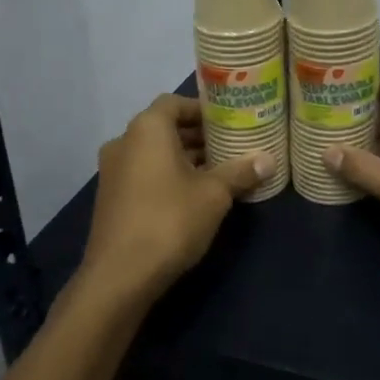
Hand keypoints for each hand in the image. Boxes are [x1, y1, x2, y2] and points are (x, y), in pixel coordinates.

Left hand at [81, 95, 270, 303]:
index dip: (202, 110)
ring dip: (184, 158)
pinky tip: (194, 196)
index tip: (229, 122)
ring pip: (154, 154)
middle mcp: (124, 142)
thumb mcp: (214, 195)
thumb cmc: (170, 221)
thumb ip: (240, 171)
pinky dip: (167, 176)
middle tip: (231, 146)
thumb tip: (268, 159)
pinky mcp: (111, 199)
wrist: (119, 277)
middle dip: (198, 136)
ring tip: (219, 172)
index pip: (175, 103)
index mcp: (147, 129)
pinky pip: (144, 174)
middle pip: (165, 128)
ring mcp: (112, 172)